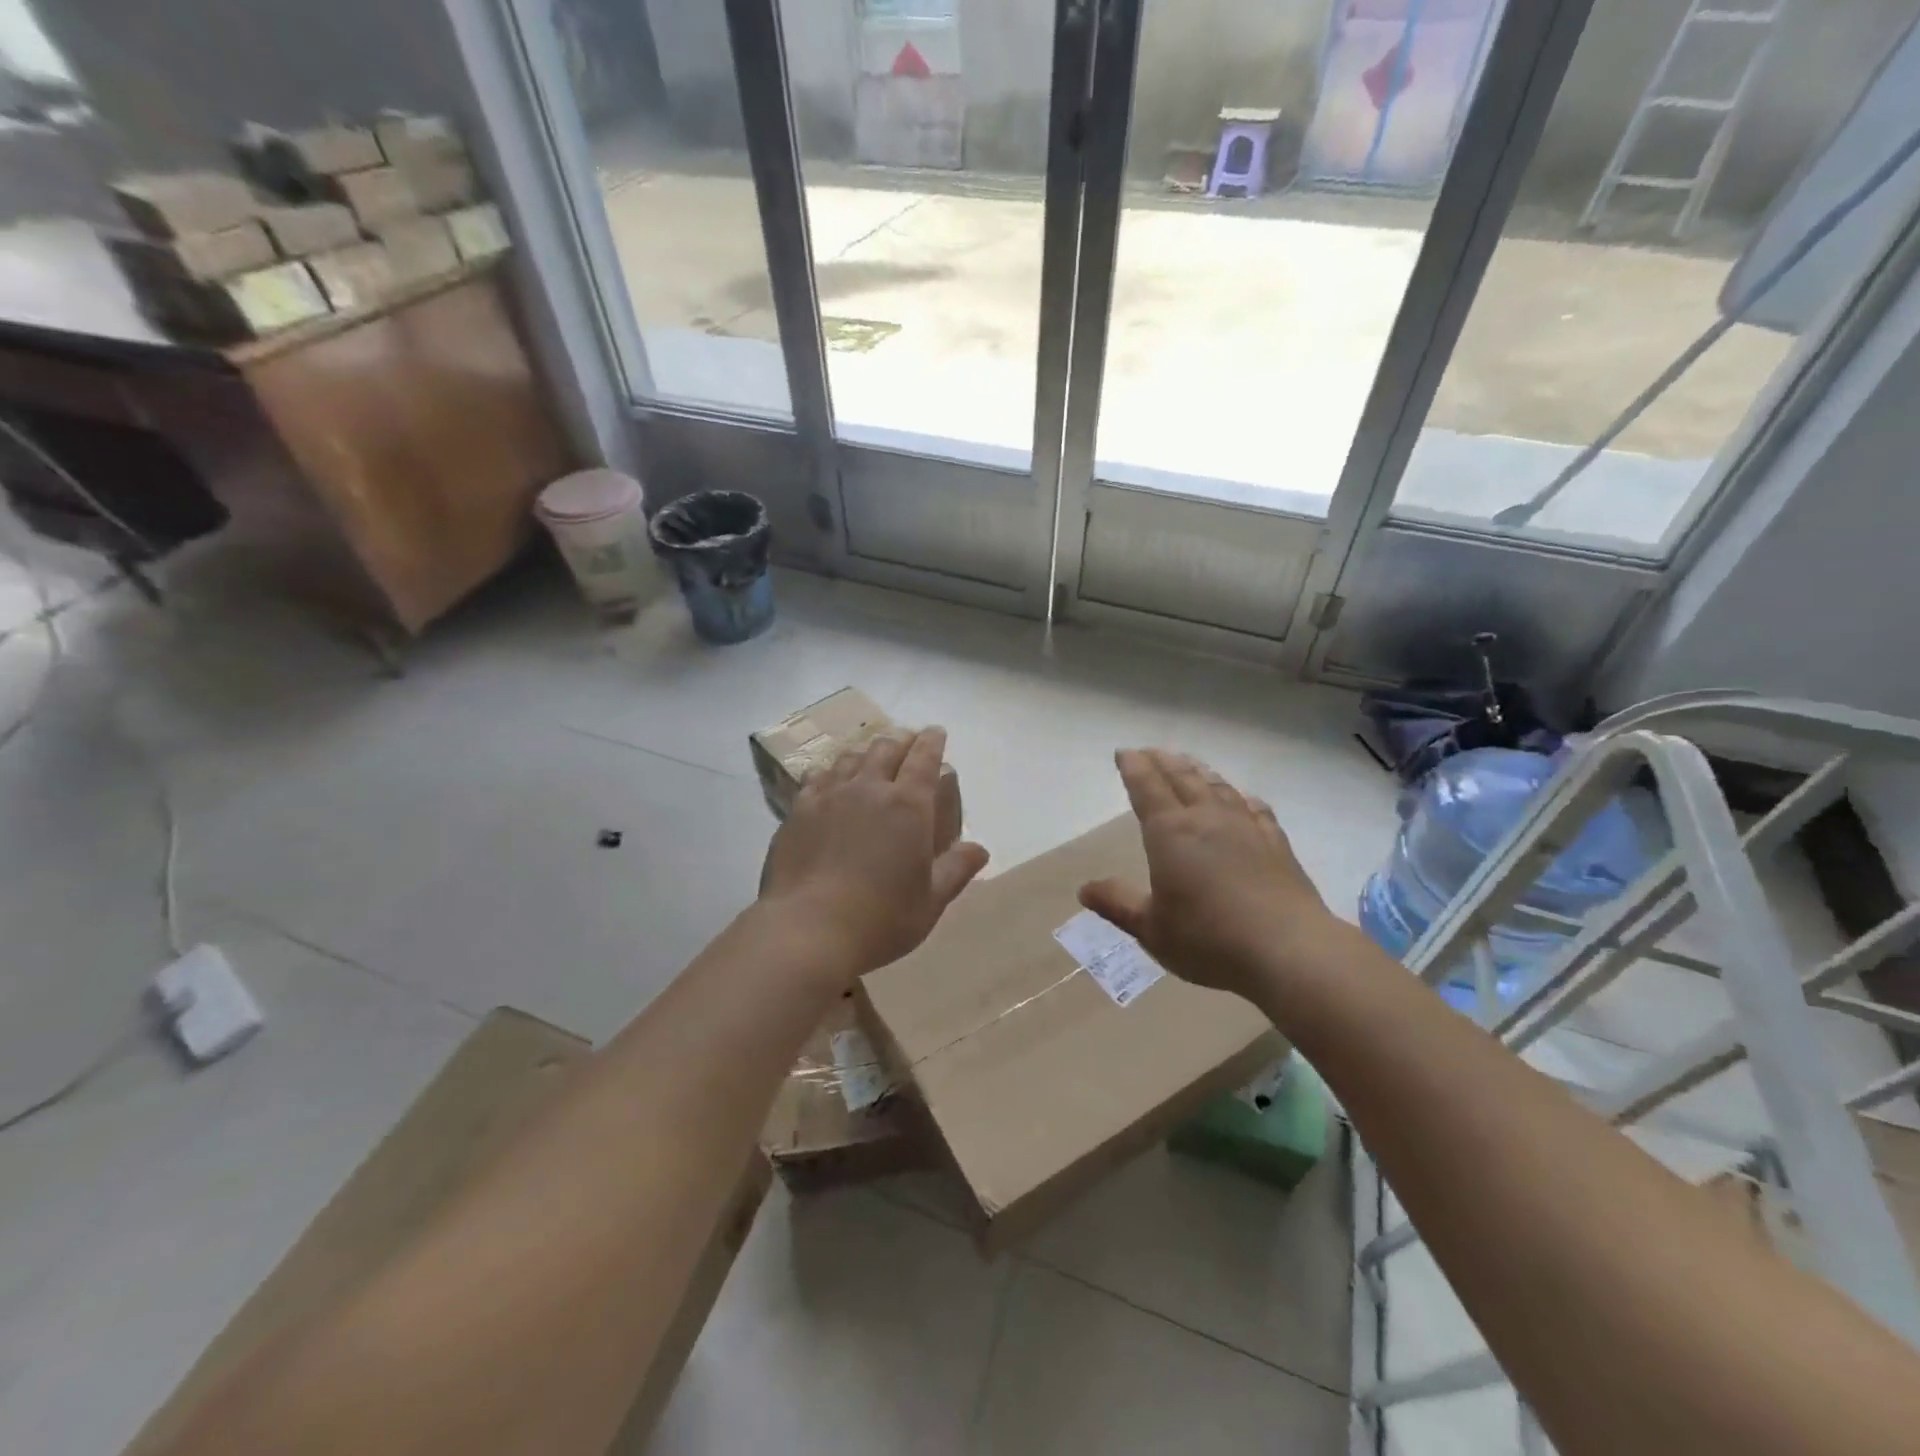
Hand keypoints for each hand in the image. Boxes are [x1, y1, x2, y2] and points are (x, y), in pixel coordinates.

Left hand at [759, 727, 989, 981]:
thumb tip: (980, 849)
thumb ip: (956, 869)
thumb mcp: (931, 900)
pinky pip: (816, 778)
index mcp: (908, 805)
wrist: (808, 929)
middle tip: (906, 743)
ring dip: (865, 753)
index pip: (924, 758)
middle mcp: (869, 789)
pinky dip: (829, 772)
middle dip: (901, 741)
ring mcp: (829, 796)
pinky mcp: (798, 811)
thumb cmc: (881, 918)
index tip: (936, 732)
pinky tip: (827, 778)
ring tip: (869, 758)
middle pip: (886, 749)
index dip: (932, 741)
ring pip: (850, 758)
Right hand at [1079, 748, 1339, 998]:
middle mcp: (1207, 819)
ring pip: (1217, 787)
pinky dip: (1241, 797)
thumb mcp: (1151, 928)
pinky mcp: (1276, 844)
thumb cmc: (1209, 940)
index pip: (1147, 788)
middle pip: (1182, 778)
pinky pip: (1255, 808)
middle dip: (1162, 761)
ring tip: (1188, 764)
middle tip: (1150, 751)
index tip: (1124, 752)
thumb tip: (1084, 889)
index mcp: (1170, 833)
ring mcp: (1246, 828)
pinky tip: (1242, 799)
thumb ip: (1118, 904)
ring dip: (1198, 771)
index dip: (1134, 767)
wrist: (1288, 950)